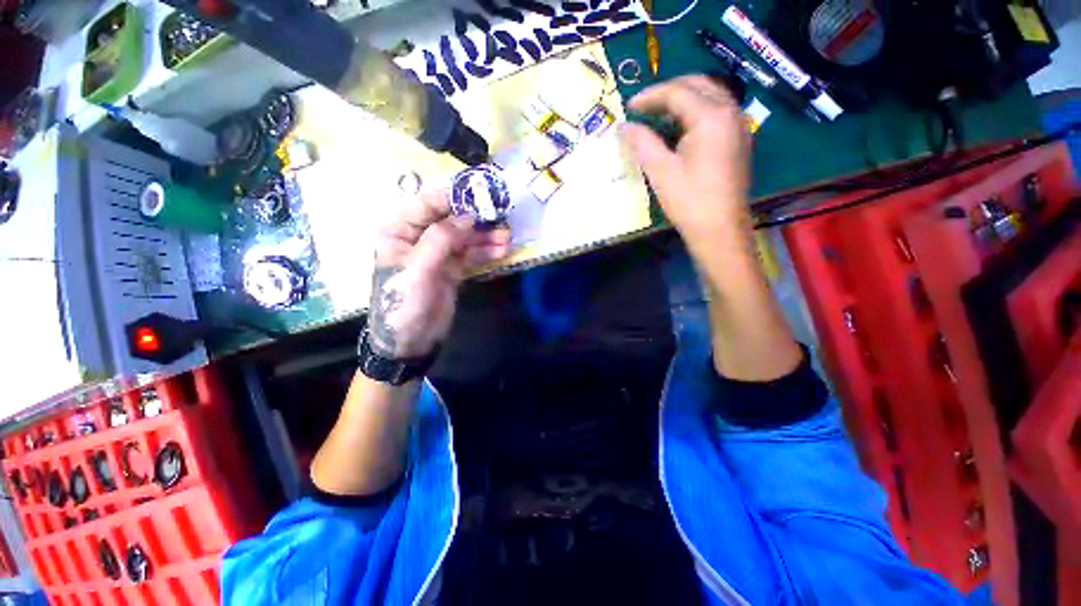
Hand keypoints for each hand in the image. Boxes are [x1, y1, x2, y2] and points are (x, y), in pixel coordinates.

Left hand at [367, 190, 511, 359]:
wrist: (410, 341)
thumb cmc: (404, 303)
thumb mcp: (418, 269)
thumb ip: (441, 239)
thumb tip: (468, 215)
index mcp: (400, 231)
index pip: (427, 204)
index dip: (454, 198)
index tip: (480, 194)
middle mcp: (419, 237)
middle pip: (452, 221)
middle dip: (477, 220)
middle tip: (501, 218)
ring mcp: (439, 254)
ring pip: (465, 238)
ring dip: (487, 237)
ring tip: (508, 238)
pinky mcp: (453, 269)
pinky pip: (472, 254)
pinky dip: (487, 251)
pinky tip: (503, 250)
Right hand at [622, 75, 752, 251]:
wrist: (720, 230)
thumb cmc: (689, 202)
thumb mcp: (661, 171)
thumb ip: (642, 143)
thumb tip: (624, 126)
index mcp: (711, 117)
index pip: (678, 92)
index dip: (650, 96)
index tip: (628, 107)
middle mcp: (730, 112)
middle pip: (698, 85)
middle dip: (668, 91)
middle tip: (643, 107)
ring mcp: (739, 126)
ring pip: (710, 96)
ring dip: (683, 100)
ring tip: (657, 115)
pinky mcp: (739, 140)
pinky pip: (717, 112)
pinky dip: (695, 112)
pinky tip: (679, 129)